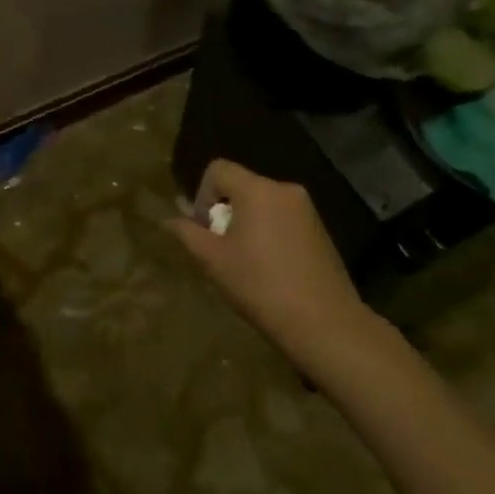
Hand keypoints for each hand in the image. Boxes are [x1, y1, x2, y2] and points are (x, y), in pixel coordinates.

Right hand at [168, 159, 369, 370]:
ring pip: (263, 203)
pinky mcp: (320, 229)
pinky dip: (269, 232)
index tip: (204, 230)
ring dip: (247, 223)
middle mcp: (284, 188)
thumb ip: (188, 234)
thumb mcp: (214, 261)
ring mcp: (306, 208)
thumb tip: (169, 220)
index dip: (202, 195)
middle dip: (225, 212)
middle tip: (221, 249)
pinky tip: (271, 269)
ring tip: (245, 262)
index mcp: (257, 189)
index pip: (218, 169)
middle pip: (242, 185)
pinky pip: (283, 217)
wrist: (325, 324)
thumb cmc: (262, 287)